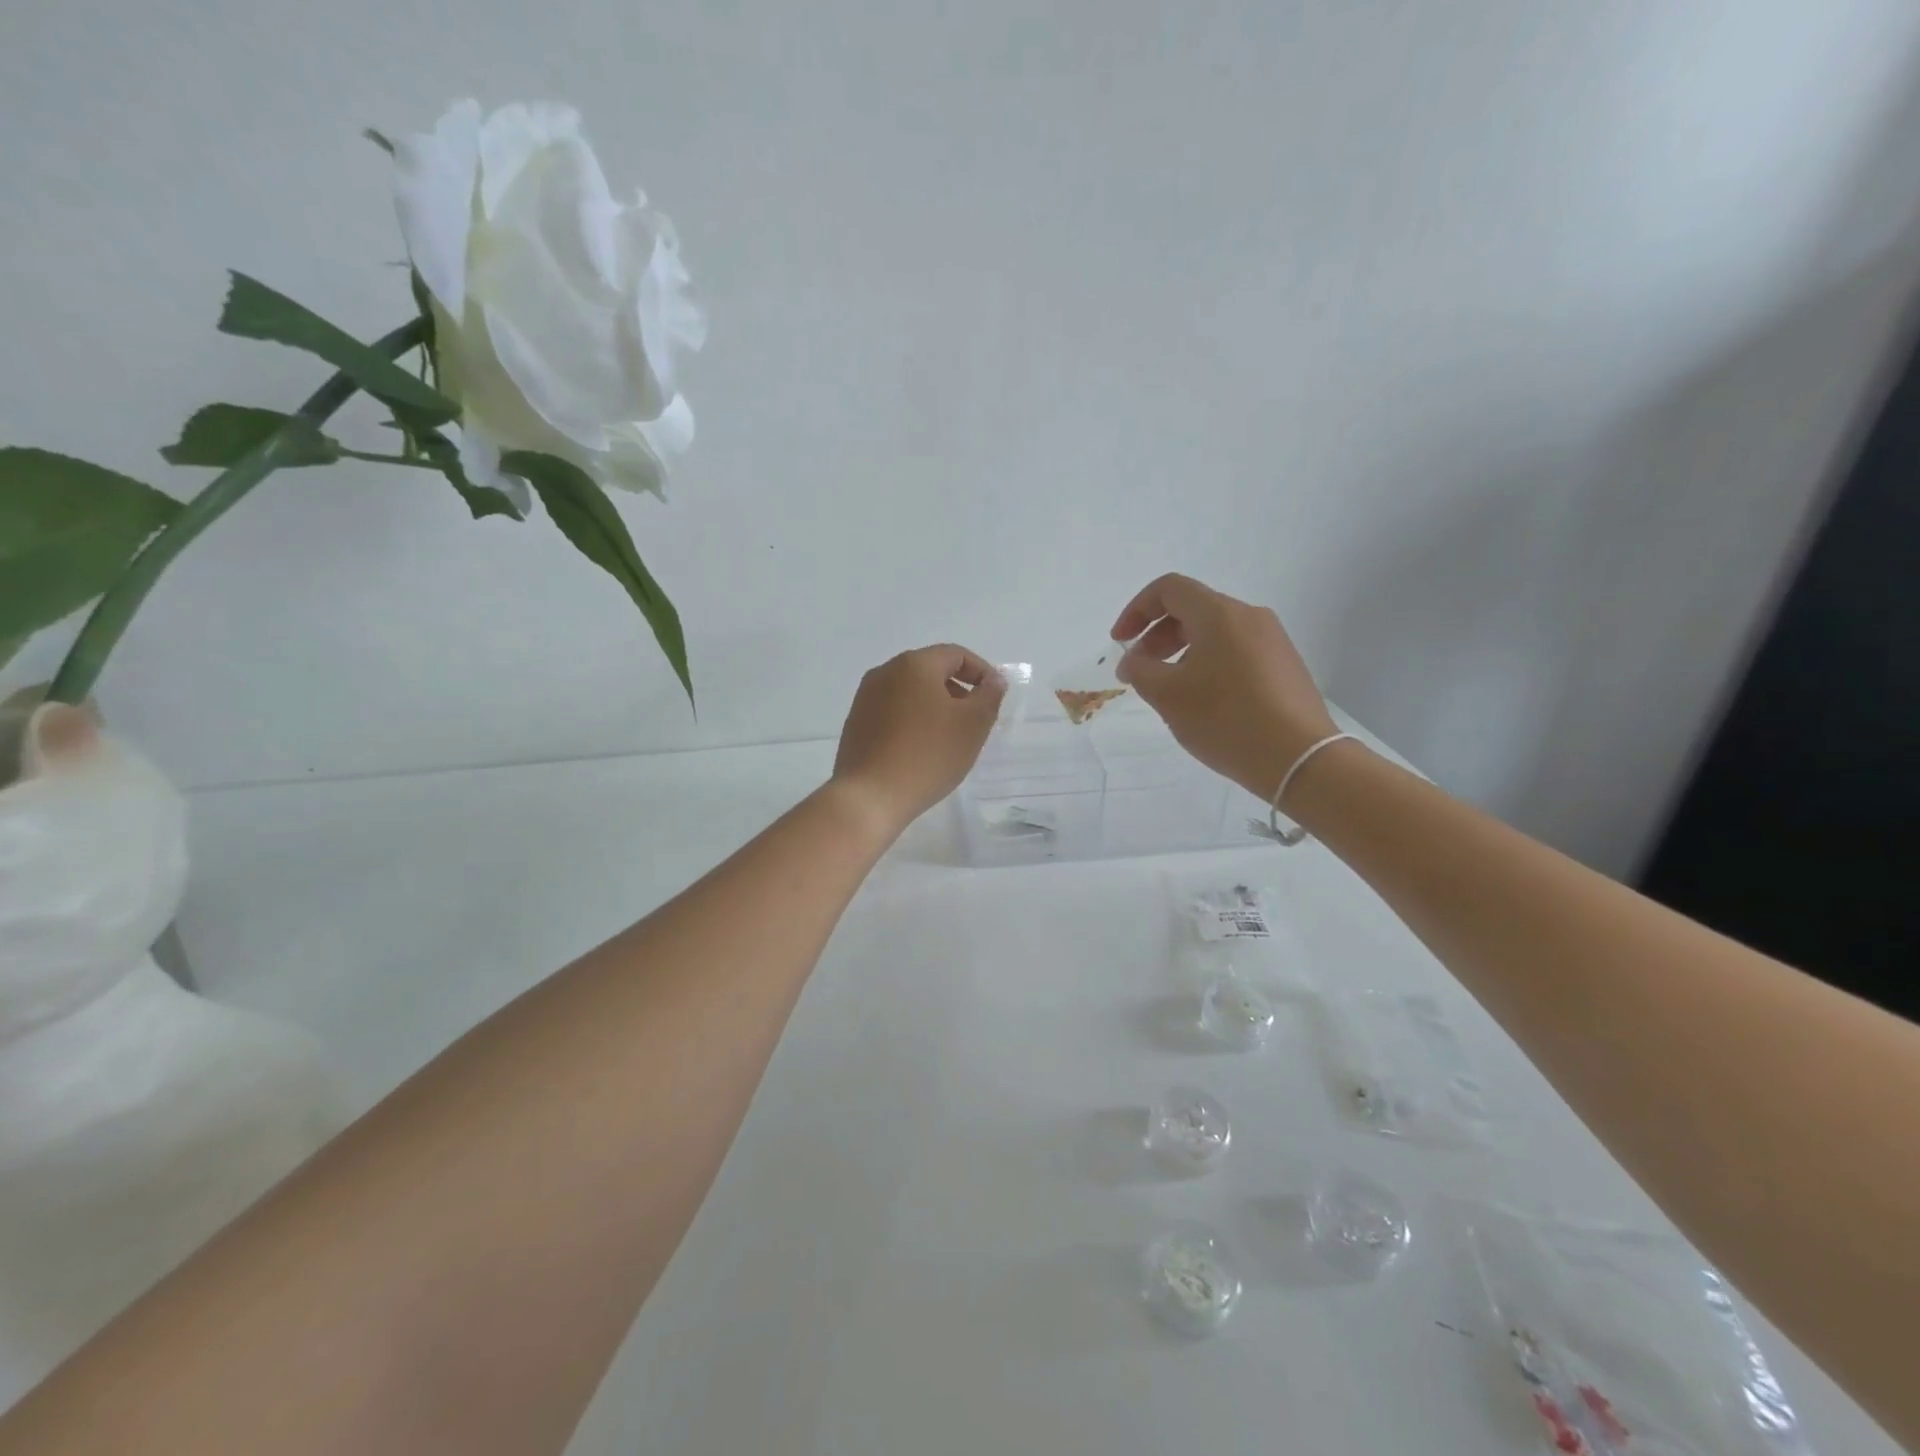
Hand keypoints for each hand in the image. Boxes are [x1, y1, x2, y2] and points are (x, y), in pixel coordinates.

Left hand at [832, 645, 1005, 831]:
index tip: (994, 698)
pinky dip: (913, 720)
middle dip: (958, 690)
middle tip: (975, 721)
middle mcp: (885, 672)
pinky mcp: (856, 722)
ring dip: (935, 706)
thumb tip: (993, 679)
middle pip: (931, 671)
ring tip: (949, 738)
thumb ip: (989, 696)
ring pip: (911, 692)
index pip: (956, 655)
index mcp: (914, 664)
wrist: (870, 796)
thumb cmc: (928, 755)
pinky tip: (921, 749)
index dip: (981, 672)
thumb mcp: (973, 725)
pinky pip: (893, 711)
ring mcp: (865, 697)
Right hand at [1112, 574, 1338, 798]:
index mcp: (1219, 614)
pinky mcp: (1284, 665)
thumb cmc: (1226, 720)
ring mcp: (1272, 640)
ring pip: (1214, 631)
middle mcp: (1249, 616)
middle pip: (1192, 608)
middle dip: (1156, 634)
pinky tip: (1202, 699)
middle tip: (1138, 670)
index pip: (1169, 589)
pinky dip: (1207, 662)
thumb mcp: (1168, 696)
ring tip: (1167, 688)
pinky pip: (1235, 650)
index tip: (1119, 642)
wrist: (1300, 759)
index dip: (1136, 610)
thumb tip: (1133, 660)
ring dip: (1180, 650)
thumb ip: (1140, 670)